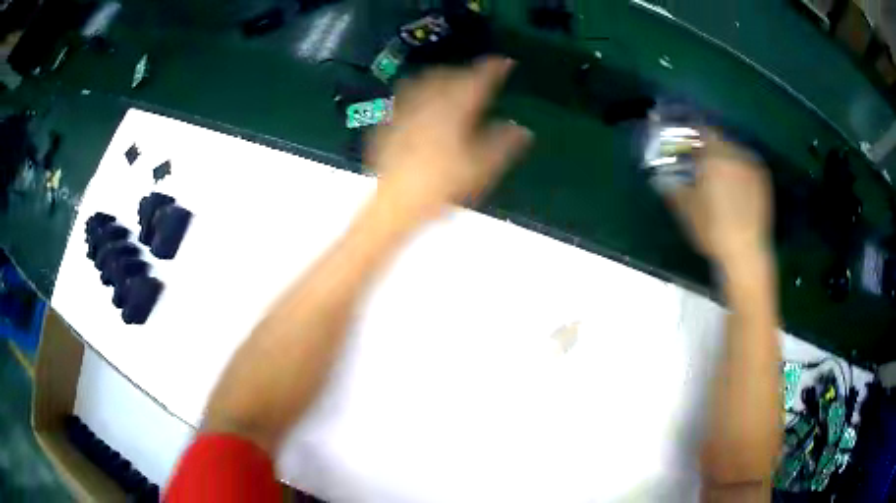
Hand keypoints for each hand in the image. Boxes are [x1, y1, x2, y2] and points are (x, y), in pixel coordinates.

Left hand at [368, 57, 532, 221]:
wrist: (393, 202)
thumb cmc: (441, 185)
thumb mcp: (480, 168)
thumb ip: (503, 144)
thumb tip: (523, 130)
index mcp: (455, 108)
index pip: (479, 79)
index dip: (494, 68)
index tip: (505, 62)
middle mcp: (429, 101)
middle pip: (450, 74)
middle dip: (467, 71)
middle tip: (479, 76)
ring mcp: (406, 109)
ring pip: (425, 80)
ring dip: (442, 77)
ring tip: (451, 82)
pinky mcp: (389, 121)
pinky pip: (406, 95)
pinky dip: (420, 91)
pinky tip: (421, 102)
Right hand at [666, 135, 772, 273]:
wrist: (745, 252)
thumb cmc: (713, 229)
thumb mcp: (687, 210)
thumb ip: (674, 189)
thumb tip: (661, 179)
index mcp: (714, 156)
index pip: (703, 131)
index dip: (694, 135)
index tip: (688, 144)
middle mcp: (735, 155)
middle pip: (721, 141)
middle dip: (711, 149)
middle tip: (702, 163)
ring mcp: (752, 167)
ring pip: (735, 154)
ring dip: (726, 160)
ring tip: (720, 177)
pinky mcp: (763, 182)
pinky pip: (748, 167)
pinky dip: (740, 171)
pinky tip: (736, 188)